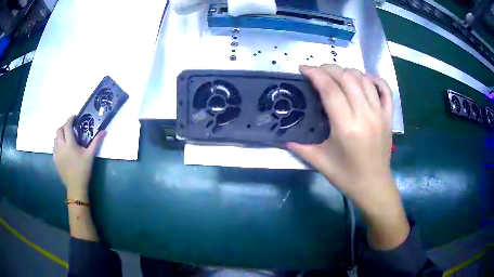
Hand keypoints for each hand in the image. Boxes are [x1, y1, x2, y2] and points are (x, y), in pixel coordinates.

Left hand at [53, 116, 105, 200]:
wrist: (75, 186)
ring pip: (55, 138)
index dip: (70, 119)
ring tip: (66, 137)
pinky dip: (57, 143)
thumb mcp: (90, 155)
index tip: (75, 117)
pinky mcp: (55, 159)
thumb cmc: (83, 170)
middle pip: (59, 130)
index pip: (67, 126)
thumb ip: (96, 142)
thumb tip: (104, 131)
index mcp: (69, 143)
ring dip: (60, 134)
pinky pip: (54, 147)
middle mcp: (61, 146)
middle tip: (71, 127)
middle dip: (64, 126)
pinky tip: (62, 147)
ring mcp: (56, 153)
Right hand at [288, 65, 408, 249]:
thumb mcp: (320, 162)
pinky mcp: (388, 115)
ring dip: (347, 71)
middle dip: (328, 69)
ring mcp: (380, 113)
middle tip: (316, 71)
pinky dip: (373, 78)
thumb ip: (299, 146)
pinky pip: (384, 88)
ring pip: (363, 79)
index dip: (315, 74)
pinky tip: (363, 79)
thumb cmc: (346, 176)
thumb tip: (281, 135)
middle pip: (346, 78)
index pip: (330, 89)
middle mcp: (365, 115)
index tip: (303, 69)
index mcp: (347, 127)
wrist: (374, 186)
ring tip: (335, 75)